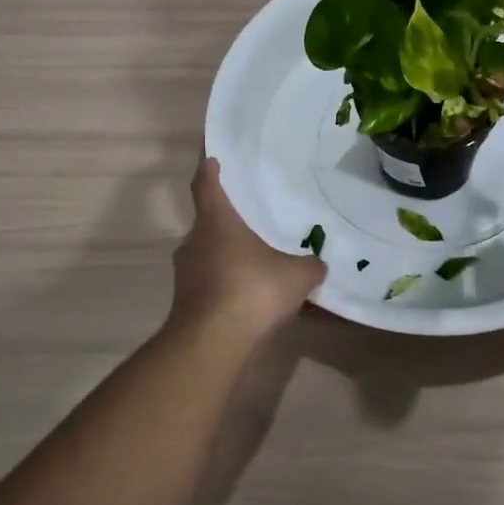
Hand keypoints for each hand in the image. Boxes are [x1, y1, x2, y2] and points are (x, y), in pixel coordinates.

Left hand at [170, 155, 326, 336]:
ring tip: (257, 265)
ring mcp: (186, 275)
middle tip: (253, 222)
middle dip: (229, 223)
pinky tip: (252, 301)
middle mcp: (194, 242)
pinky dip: (228, 287)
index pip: (206, 185)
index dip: (210, 171)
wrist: (211, 344)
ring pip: (209, 256)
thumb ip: (310, 266)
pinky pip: (211, 286)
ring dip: (229, 259)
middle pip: (209, 223)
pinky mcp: (186, 304)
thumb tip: (318, 264)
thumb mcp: (297, 276)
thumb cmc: (251, 290)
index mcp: (216, 221)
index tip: (213, 160)